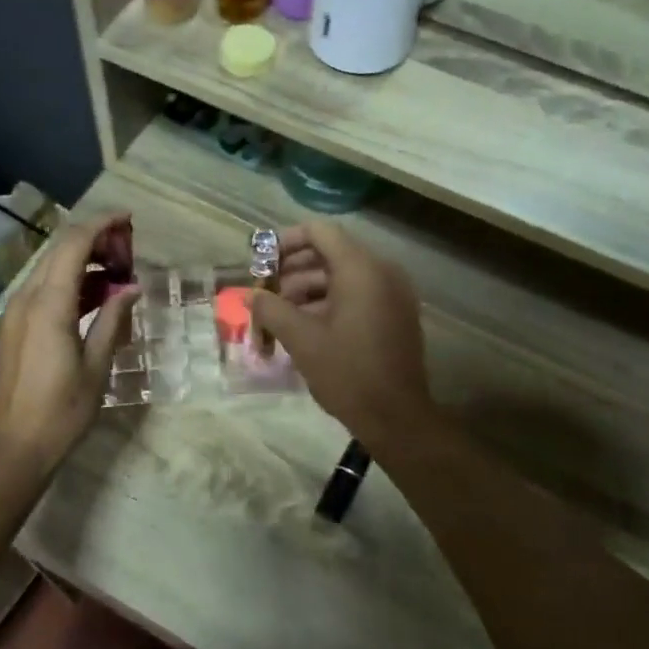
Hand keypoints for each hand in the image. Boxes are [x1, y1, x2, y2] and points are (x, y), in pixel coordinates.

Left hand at [0, 213, 138, 477]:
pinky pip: (40, 291)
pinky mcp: (11, 328)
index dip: (101, 225)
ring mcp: (13, 313)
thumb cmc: (63, 411)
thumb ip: (112, 318)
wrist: (16, 447)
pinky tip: (93, 298)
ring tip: (117, 275)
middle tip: (128, 251)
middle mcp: (24, 299)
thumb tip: (130, 287)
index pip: (73, 245)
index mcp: (48, 305)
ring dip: (81, 263)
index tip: (128, 219)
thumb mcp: (97, 365)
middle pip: (58, 251)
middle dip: (93, 241)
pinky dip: (67, 285)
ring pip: (48, 270)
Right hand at [247, 222, 434, 443]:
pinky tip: (306, 327)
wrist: (396, 417)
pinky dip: (331, 302)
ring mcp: (393, 294)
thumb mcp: (301, 340)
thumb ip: (272, 309)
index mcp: (361, 270)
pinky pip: (359, 294)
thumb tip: (252, 296)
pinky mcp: (396, 315)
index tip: (262, 261)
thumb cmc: (347, 373)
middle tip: (267, 292)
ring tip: (281, 315)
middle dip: (294, 269)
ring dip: (309, 289)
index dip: (286, 241)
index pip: (320, 232)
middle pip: (331, 253)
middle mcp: (382, 272)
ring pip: (344, 276)